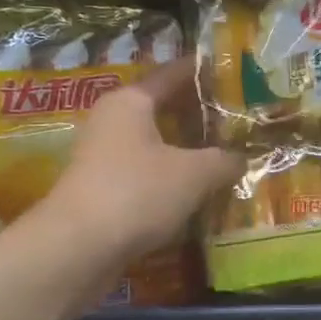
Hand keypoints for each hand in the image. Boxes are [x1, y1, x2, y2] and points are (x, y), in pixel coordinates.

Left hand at [37, 58, 243, 268]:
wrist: (78, 249)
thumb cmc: (137, 192)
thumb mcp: (195, 174)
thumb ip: (224, 160)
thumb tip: (242, 157)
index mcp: (131, 102)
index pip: (172, 75)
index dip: (202, 72)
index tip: (229, 70)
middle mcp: (112, 121)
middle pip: (161, 109)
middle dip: (197, 114)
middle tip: (236, 118)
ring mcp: (102, 157)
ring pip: (153, 144)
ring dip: (184, 149)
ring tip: (222, 155)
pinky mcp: (101, 191)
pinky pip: (144, 174)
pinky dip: (169, 177)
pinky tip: (195, 190)